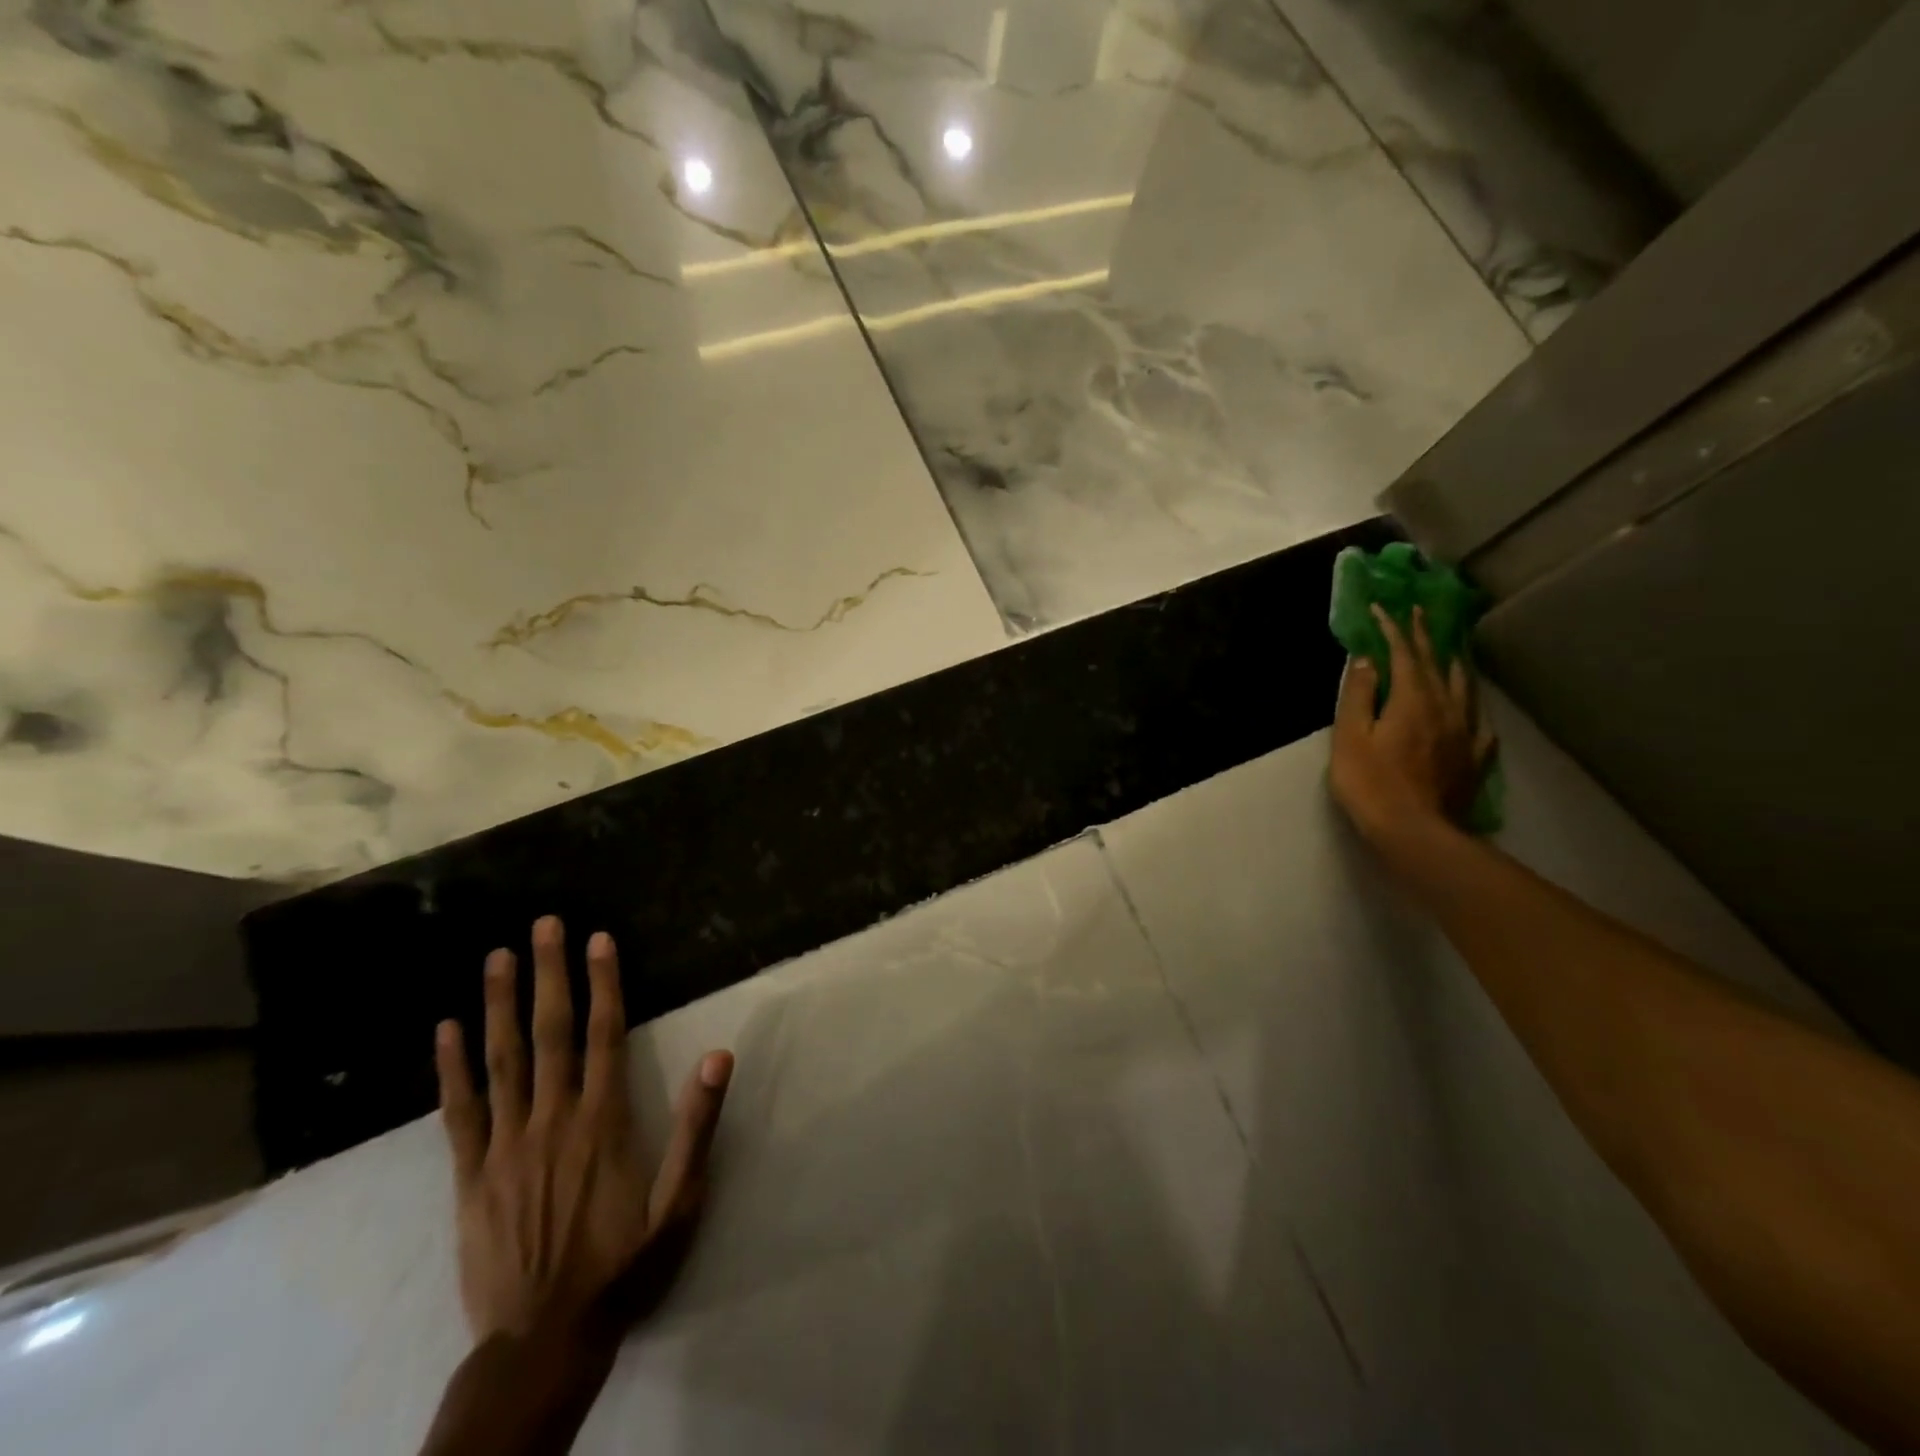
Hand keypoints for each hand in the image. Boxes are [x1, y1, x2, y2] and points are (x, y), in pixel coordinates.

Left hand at [435, 915, 732, 1345]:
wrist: (543, 1342)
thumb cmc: (623, 1265)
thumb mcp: (679, 1202)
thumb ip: (696, 1127)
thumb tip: (719, 1056)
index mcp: (603, 1121)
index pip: (606, 1034)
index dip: (604, 982)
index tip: (597, 939)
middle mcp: (552, 1119)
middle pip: (551, 1033)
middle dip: (548, 974)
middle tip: (543, 925)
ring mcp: (505, 1145)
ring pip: (502, 1060)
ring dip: (498, 1004)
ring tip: (496, 956)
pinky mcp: (469, 1176)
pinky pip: (459, 1111)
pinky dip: (451, 1068)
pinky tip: (446, 1030)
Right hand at [1330, 604, 1494, 847]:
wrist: (1414, 831)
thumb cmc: (1371, 783)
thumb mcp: (1350, 736)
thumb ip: (1358, 695)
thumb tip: (1366, 660)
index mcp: (1413, 699)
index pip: (1404, 654)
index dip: (1393, 629)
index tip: (1383, 608)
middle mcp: (1445, 707)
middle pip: (1437, 664)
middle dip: (1425, 636)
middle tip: (1419, 613)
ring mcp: (1465, 733)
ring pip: (1464, 687)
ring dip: (1454, 663)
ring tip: (1449, 650)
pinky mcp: (1473, 758)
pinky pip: (1478, 722)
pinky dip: (1471, 706)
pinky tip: (1470, 709)